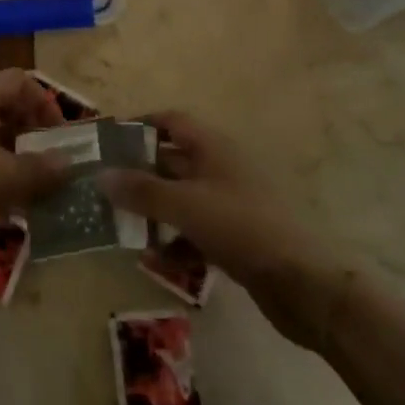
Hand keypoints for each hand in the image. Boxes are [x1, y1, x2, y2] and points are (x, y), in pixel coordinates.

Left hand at [0, 68, 71, 250]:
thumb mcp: (4, 178)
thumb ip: (40, 169)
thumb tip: (68, 163)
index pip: (19, 80)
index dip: (44, 103)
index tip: (59, 137)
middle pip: (4, 107)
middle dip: (30, 134)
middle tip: (47, 163)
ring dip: (12, 160)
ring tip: (30, 192)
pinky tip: (0, 211)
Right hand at [99, 112, 333, 341]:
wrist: (304, 283)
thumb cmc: (241, 227)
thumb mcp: (185, 205)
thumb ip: (141, 191)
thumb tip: (100, 175)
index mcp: (213, 146)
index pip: (170, 121)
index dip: (140, 125)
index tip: (109, 140)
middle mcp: (221, 167)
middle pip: (173, 160)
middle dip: (139, 173)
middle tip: (104, 187)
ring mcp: (230, 203)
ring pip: (182, 198)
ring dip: (153, 209)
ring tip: (119, 224)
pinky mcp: (236, 237)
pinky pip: (195, 230)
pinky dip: (175, 240)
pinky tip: (153, 259)